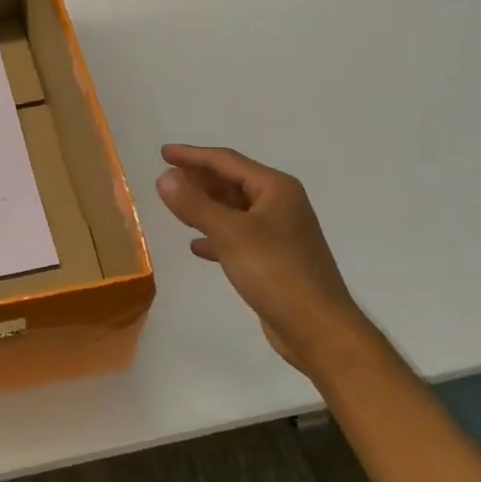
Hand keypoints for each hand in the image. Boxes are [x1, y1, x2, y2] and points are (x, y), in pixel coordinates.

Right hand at [155, 144, 368, 371]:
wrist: (317, 328)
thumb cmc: (276, 272)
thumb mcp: (230, 234)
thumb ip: (195, 204)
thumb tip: (164, 176)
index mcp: (275, 188)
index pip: (226, 161)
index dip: (192, 156)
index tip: (163, 153)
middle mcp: (280, 204)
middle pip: (232, 182)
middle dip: (199, 179)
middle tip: (166, 178)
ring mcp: (279, 233)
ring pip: (234, 210)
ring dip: (205, 206)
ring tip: (175, 206)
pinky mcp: (274, 260)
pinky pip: (238, 237)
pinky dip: (216, 236)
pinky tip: (197, 245)